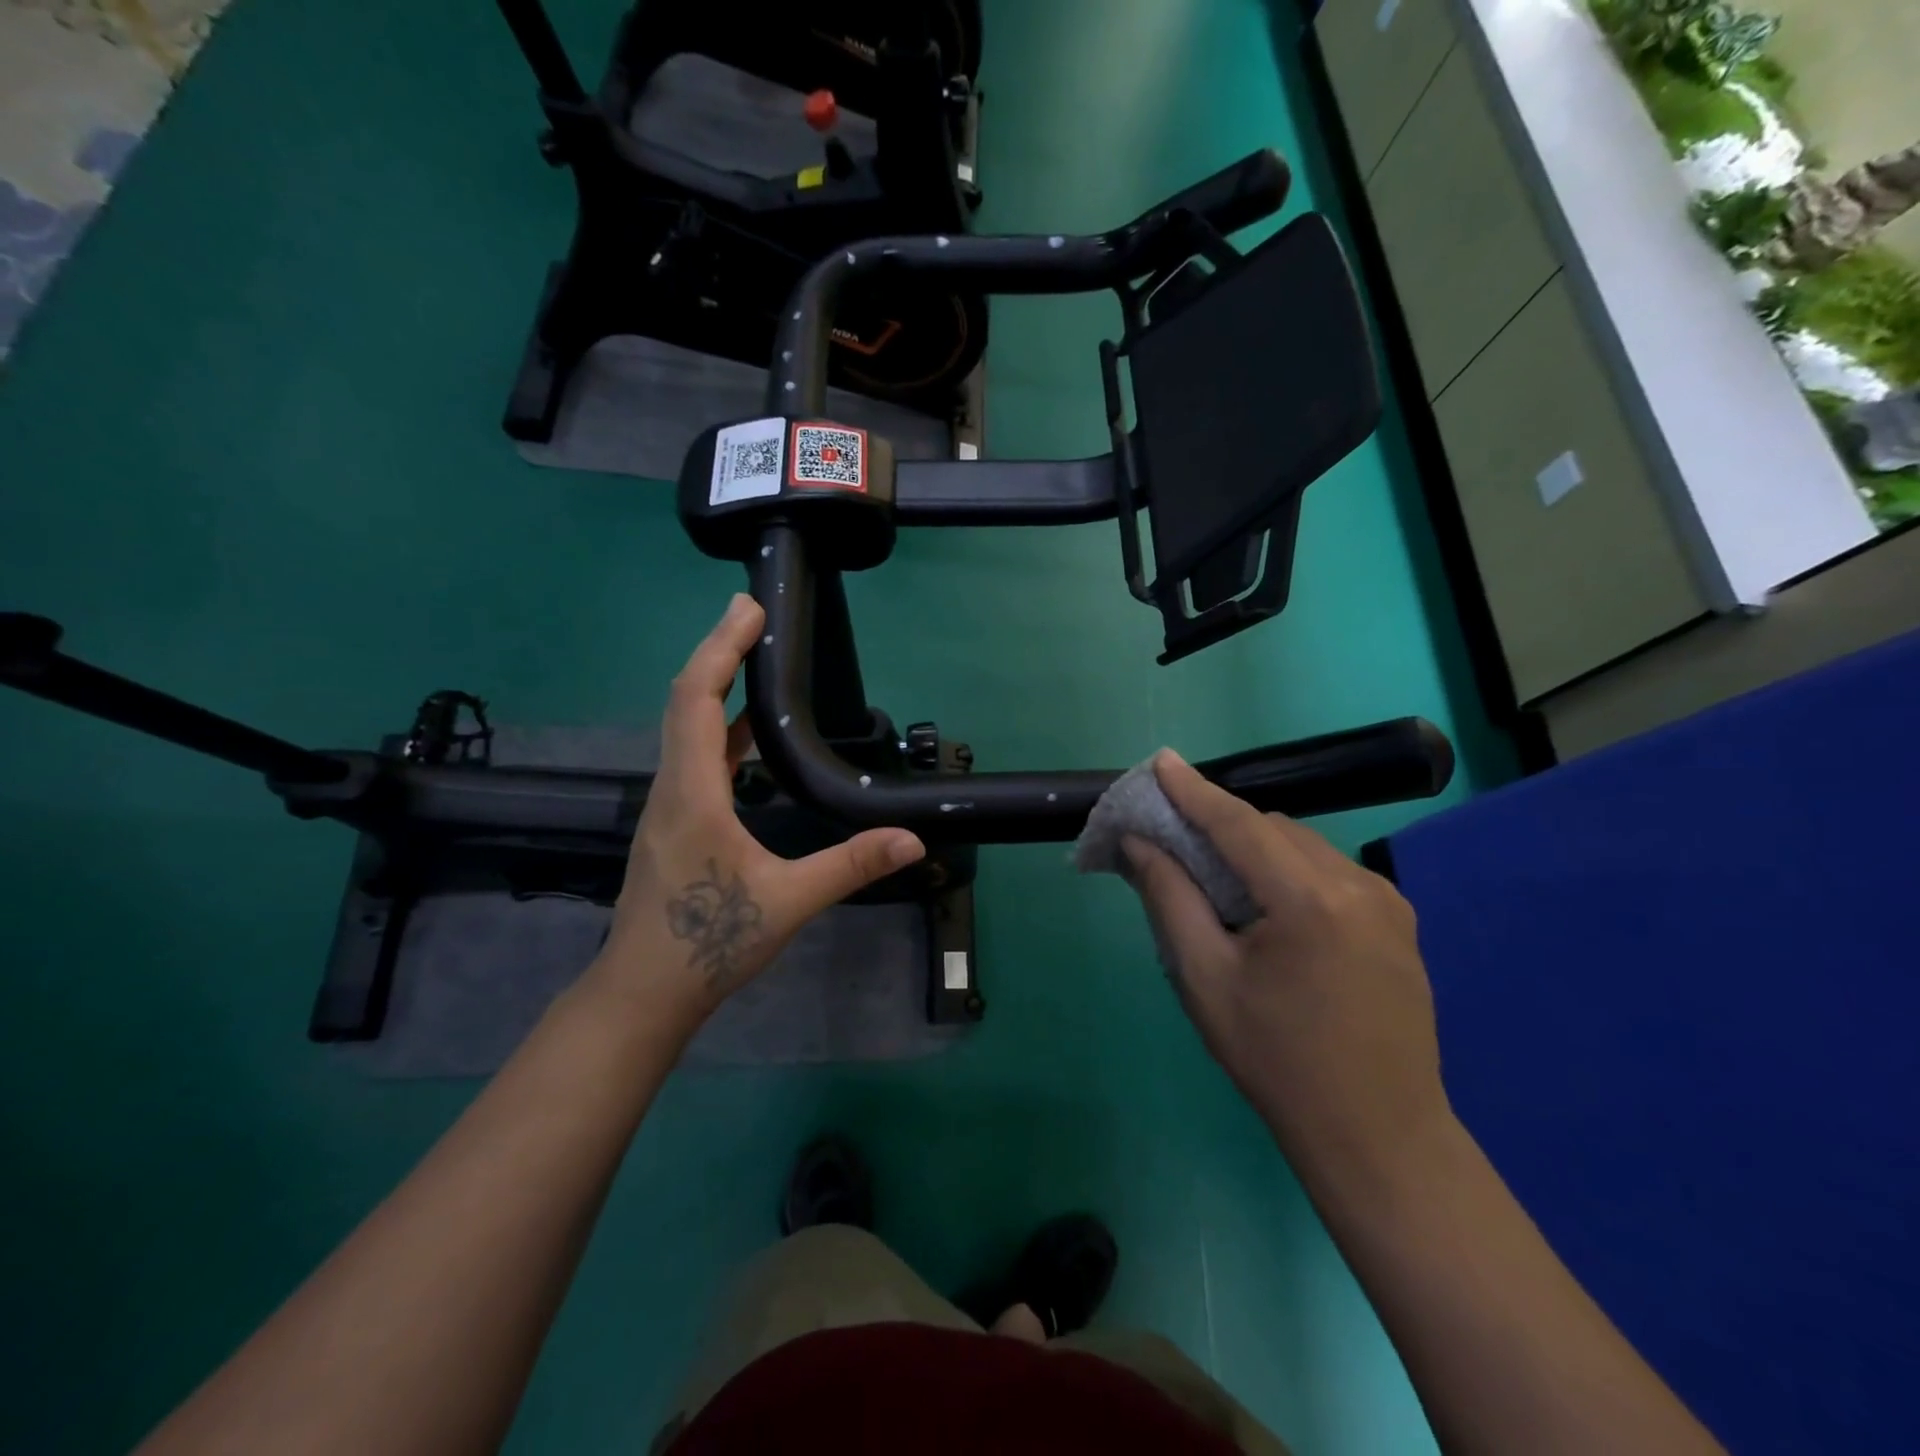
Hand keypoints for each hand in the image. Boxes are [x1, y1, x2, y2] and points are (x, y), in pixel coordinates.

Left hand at [588, 594, 925, 1031]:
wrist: (644, 993)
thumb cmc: (708, 943)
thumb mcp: (788, 902)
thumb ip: (850, 866)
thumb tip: (911, 840)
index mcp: (692, 794)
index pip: (697, 701)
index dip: (720, 650)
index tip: (748, 610)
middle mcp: (671, 789)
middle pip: (684, 702)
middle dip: (716, 652)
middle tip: (752, 614)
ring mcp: (666, 807)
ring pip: (683, 729)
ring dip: (714, 687)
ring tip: (751, 659)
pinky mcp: (672, 824)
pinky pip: (692, 758)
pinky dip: (718, 730)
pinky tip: (746, 736)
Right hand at [1123, 750, 1449, 1185]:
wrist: (1378, 1136)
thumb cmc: (1276, 1060)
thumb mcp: (1204, 979)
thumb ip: (1169, 898)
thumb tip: (1139, 842)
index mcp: (1310, 900)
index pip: (1238, 824)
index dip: (1194, 791)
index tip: (1160, 761)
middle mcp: (1358, 885)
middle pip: (1272, 830)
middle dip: (1220, 828)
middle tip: (1174, 843)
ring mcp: (1387, 902)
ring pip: (1302, 847)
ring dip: (1255, 851)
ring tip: (1217, 885)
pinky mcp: (1399, 922)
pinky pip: (1328, 872)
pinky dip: (1288, 872)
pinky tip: (1268, 911)